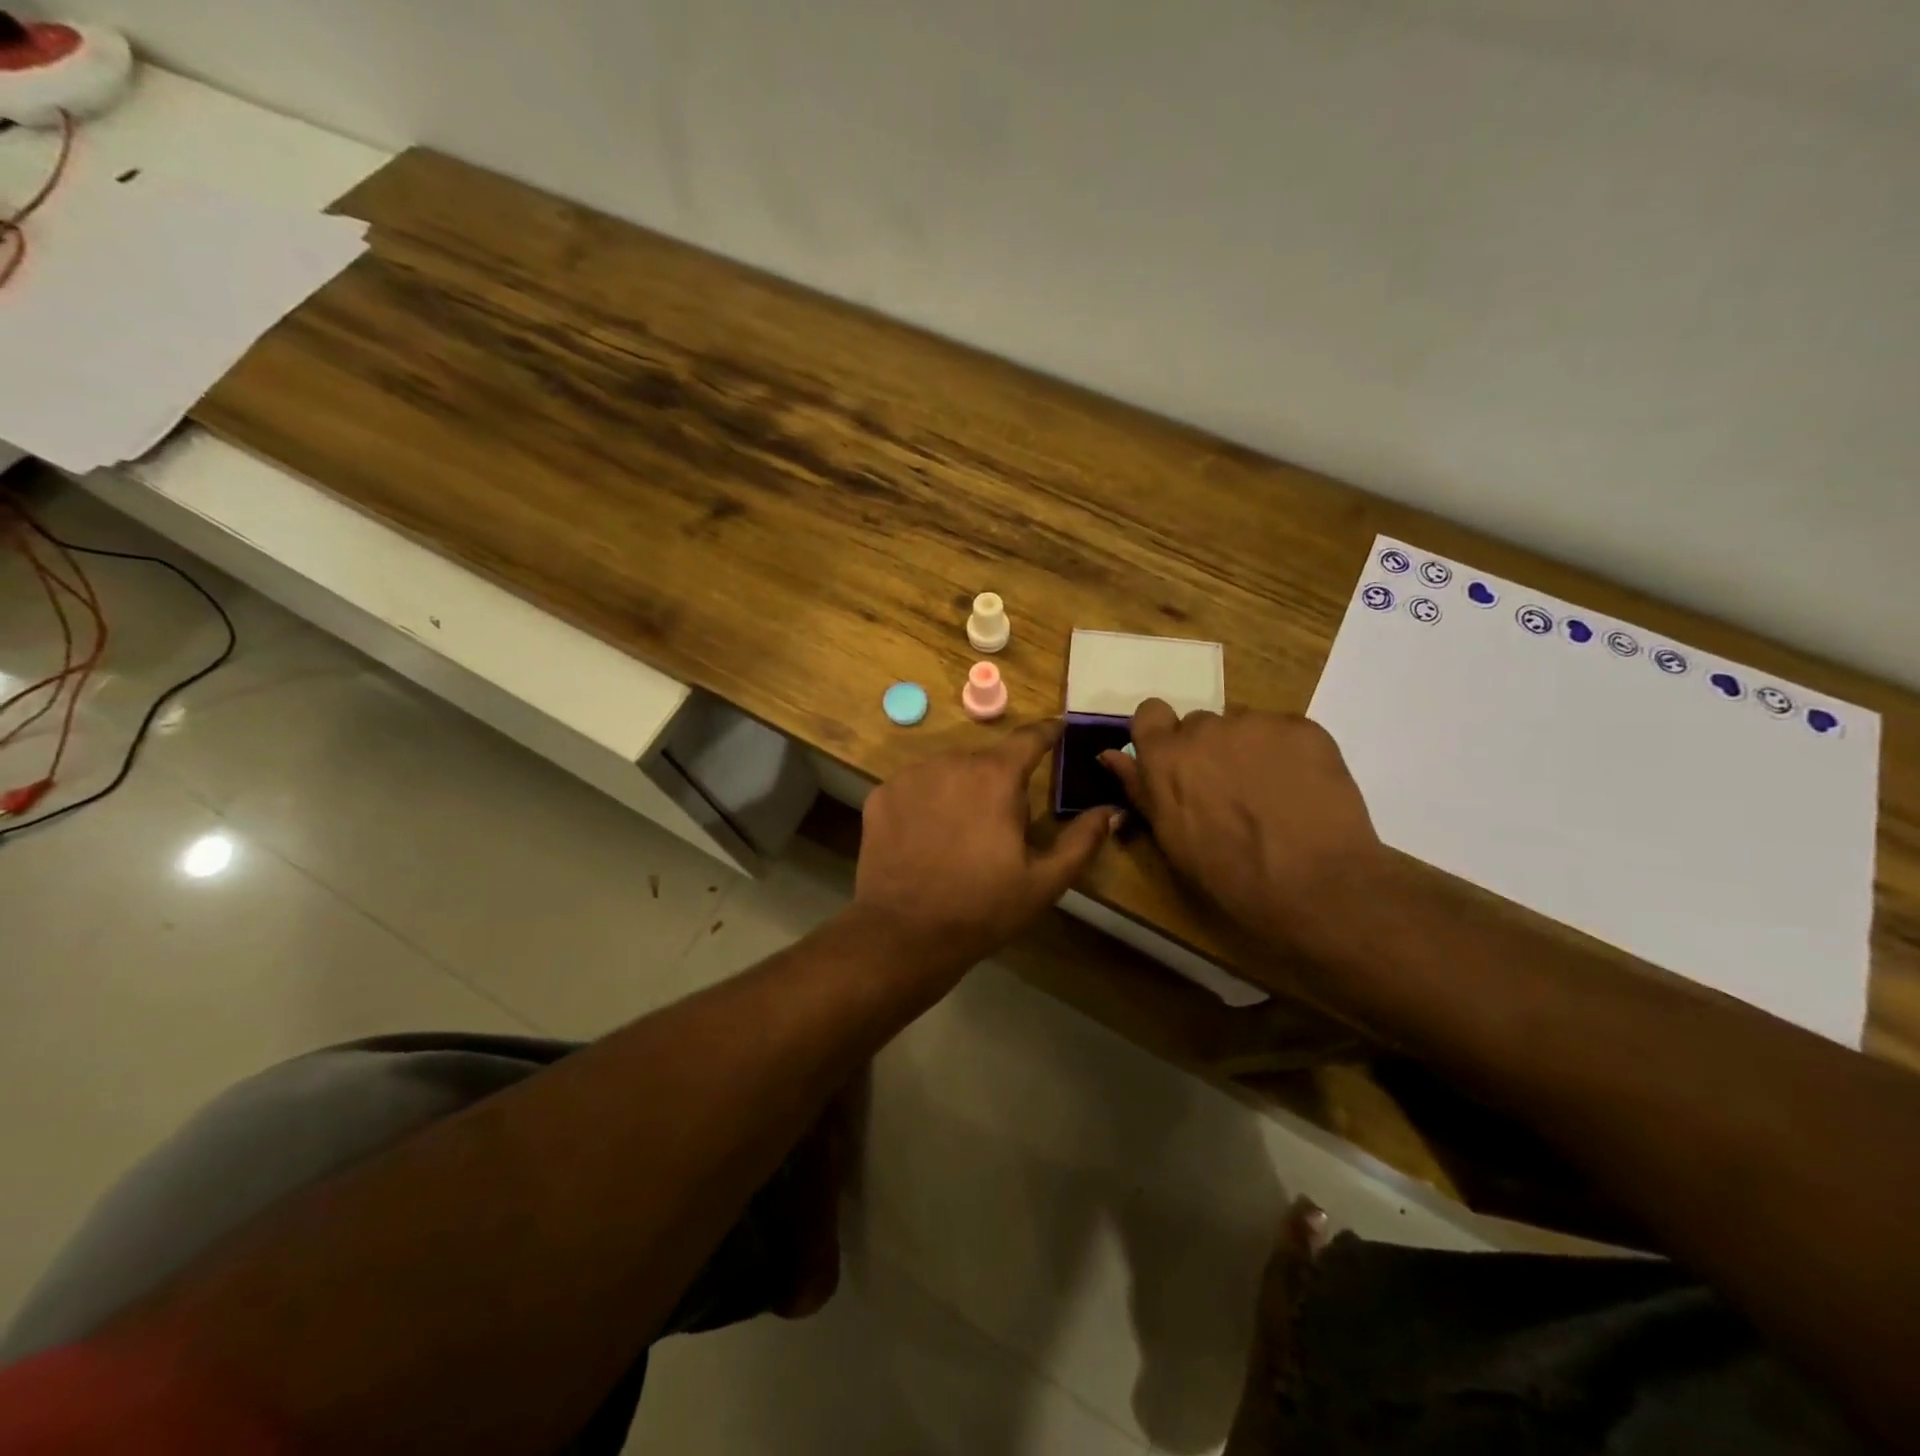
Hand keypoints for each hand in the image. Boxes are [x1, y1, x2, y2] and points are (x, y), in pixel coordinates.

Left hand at [854, 721, 1119, 977]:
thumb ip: (1083, 840)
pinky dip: (926, 802)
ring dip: (961, 790)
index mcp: (996, 777)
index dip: (1048, 733)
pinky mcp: (882, 795)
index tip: (1059, 731)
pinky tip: (926, 839)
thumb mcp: (1044, 881)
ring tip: (961, 836)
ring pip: (948, 771)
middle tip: (1002, 826)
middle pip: (986, 760)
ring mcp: (910, 776)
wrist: (904, 934)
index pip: (1029, 738)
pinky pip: (915, 787)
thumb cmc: (983, 908)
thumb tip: (1114, 811)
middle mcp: (951, 762)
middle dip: (1000, 781)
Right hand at [1101, 702, 1384, 948]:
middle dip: (1210, 750)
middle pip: (1200, 725)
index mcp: (1165, 758)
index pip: (1150, 713)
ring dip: (1249, 751)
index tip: (1178, 763)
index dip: (1163, 735)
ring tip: (1272, 795)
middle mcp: (1205, 729)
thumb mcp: (1171, 840)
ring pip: (1244, 727)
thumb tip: (1110, 755)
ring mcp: (1256, 724)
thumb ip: (1140, 790)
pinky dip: (1289, 754)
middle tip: (1231, 791)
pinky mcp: (1302, 728)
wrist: (1316, 886)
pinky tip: (1302, 791)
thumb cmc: (1231, 877)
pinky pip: (1284, 732)